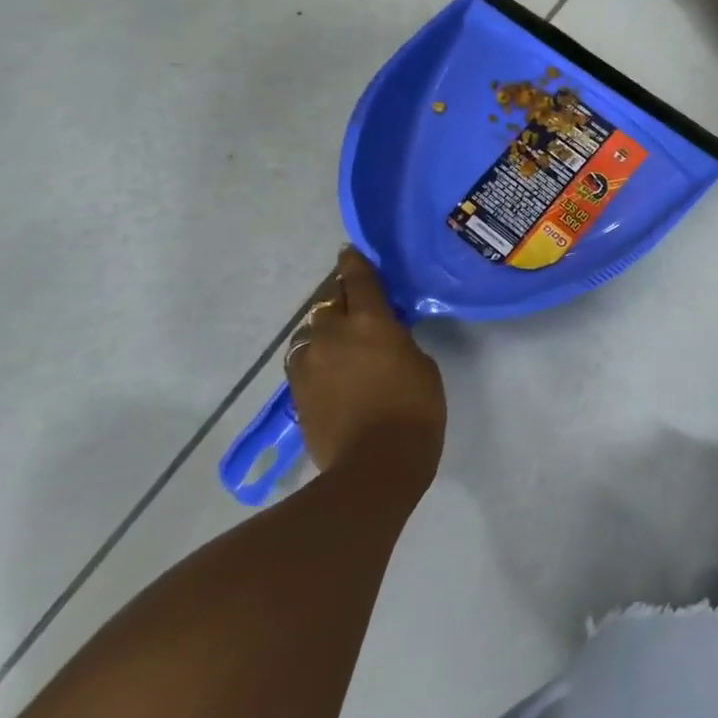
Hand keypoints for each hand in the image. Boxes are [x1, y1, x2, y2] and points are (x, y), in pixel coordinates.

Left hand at [287, 248, 446, 487]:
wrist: (375, 465)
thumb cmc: (415, 408)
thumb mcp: (420, 362)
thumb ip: (397, 340)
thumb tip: (382, 336)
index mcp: (370, 321)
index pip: (358, 279)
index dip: (354, 263)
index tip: (349, 252)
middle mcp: (333, 334)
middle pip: (329, 302)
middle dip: (341, 298)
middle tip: (355, 302)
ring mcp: (309, 363)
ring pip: (311, 332)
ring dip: (324, 330)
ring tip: (339, 340)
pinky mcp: (297, 392)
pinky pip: (304, 360)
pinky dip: (316, 357)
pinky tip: (330, 369)